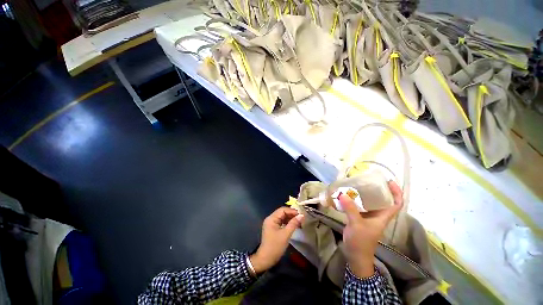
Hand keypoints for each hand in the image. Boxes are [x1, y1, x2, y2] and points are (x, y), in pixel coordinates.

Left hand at [249, 207, 303, 273]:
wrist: (266, 259)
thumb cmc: (275, 246)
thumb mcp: (286, 234)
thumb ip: (293, 224)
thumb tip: (301, 215)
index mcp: (271, 218)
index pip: (282, 210)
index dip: (292, 211)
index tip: (301, 214)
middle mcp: (270, 219)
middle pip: (282, 213)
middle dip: (291, 215)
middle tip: (301, 218)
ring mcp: (271, 224)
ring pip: (282, 217)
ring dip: (290, 219)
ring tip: (299, 222)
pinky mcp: (273, 228)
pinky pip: (281, 222)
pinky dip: (287, 223)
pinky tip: (293, 226)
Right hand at [340, 181, 402, 277]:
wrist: (355, 255)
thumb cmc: (361, 242)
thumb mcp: (357, 225)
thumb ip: (351, 209)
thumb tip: (342, 194)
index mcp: (382, 217)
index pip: (396, 204)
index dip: (396, 193)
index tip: (389, 182)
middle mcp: (377, 215)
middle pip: (382, 200)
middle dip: (377, 189)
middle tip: (368, 179)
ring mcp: (367, 216)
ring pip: (369, 202)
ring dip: (364, 193)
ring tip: (355, 184)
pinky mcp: (358, 217)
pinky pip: (358, 205)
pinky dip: (353, 199)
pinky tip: (346, 195)